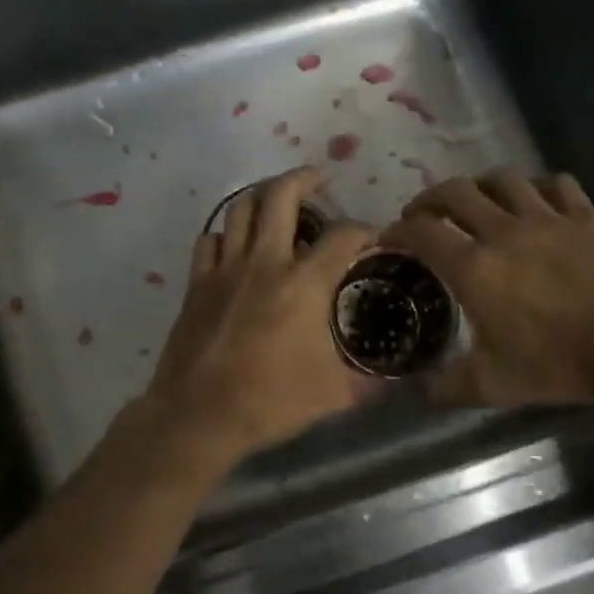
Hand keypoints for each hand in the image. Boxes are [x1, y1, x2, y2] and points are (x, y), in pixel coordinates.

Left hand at [140, 168, 375, 464]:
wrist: (199, 416)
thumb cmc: (270, 402)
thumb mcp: (333, 395)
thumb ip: (368, 383)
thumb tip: (396, 382)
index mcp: (303, 284)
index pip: (342, 235)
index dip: (364, 228)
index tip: (373, 236)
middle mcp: (264, 263)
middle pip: (280, 195)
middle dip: (304, 178)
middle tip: (320, 180)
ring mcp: (225, 269)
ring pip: (240, 208)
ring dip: (263, 194)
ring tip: (278, 198)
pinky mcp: (197, 284)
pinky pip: (210, 240)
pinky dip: (226, 233)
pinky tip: (236, 243)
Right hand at [380, 170, 593, 407]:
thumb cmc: (558, 364)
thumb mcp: (492, 386)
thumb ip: (447, 387)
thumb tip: (421, 388)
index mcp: (474, 268)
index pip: (421, 233)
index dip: (397, 231)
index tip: (387, 237)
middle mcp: (504, 231)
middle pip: (455, 192)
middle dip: (429, 199)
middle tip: (422, 216)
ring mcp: (548, 218)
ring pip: (503, 179)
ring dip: (478, 186)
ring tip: (473, 201)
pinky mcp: (586, 217)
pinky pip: (555, 184)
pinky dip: (535, 186)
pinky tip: (533, 199)